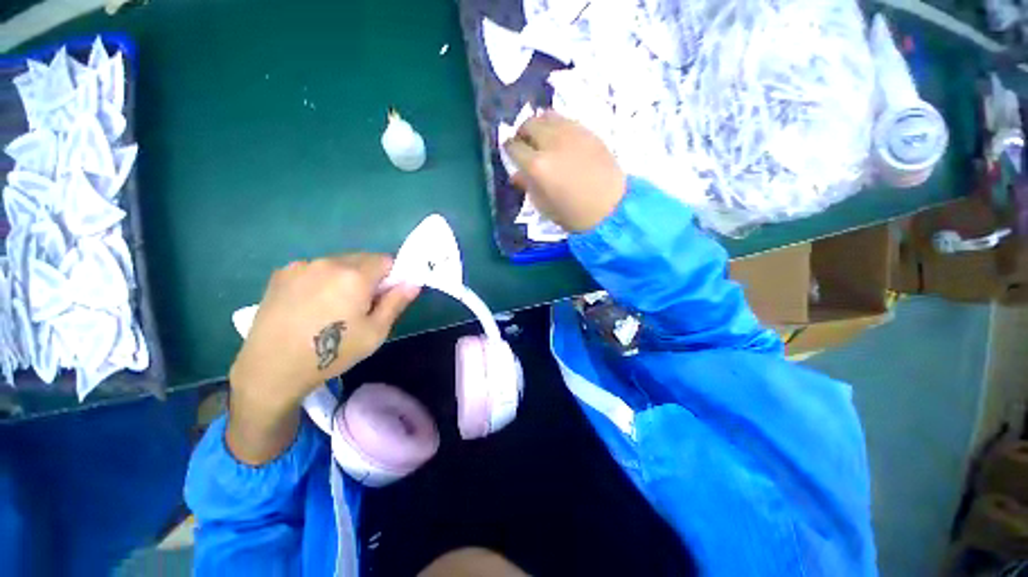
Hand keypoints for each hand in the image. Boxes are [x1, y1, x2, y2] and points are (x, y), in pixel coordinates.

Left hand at [227, 254, 419, 463]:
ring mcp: (302, 266)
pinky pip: (315, 268)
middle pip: (363, 258)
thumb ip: (396, 302)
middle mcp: (329, 262)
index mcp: (355, 276)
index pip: (387, 260)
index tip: (384, 296)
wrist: (272, 368)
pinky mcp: (282, 273)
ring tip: (332, 306)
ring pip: (338, 263)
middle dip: (369, 276)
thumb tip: (413, 282)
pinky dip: (322, 279)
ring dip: (345, 277)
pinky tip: (311, 304)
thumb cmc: (332, 352)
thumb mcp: (375, 332)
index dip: (392, 276)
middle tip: (360, 304)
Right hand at [503, 111, 626, 231]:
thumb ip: (528, 186)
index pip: (514, 147)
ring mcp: (571, 133)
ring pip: (546, 116)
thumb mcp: (544, 206)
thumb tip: (517, 174)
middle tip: (525, 144)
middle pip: (528, 124)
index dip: (509, 149)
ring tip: (542, 138)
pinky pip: (565, 119)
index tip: (510, 152)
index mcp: (538, 165)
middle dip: (522, 133)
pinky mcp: (587, 131)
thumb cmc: (574, 214)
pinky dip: (556, 125)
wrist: (611, 208)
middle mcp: (551, 143)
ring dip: (539, 125)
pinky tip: (560, 139)